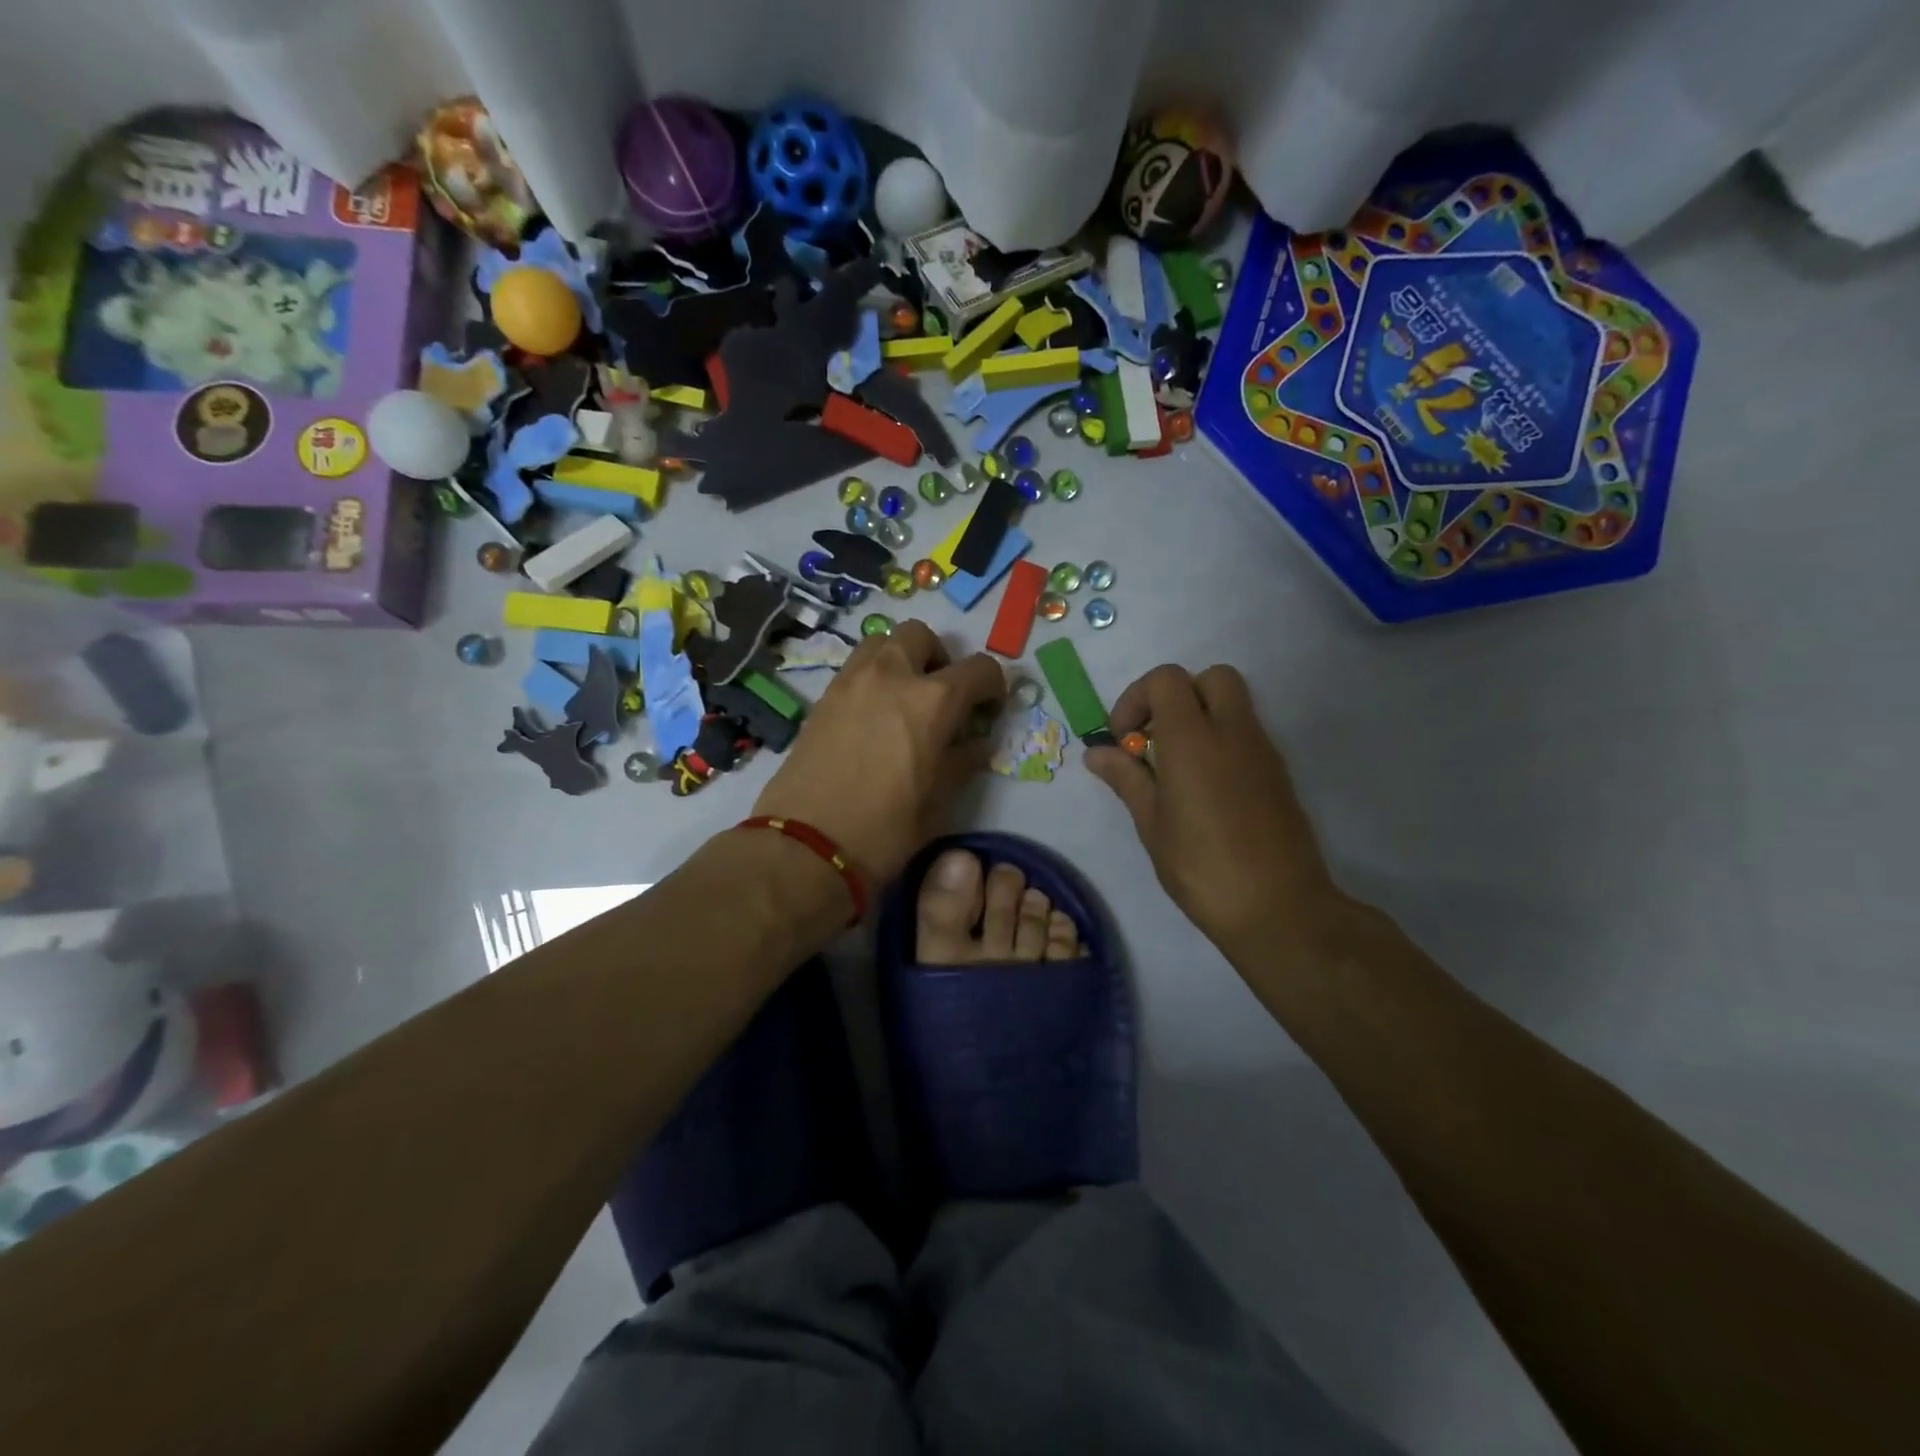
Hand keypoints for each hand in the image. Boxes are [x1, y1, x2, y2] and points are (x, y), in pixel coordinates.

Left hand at [753, 620, 1004, 883]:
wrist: (806, 844)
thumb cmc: (885, 828)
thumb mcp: (940, 800)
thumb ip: (963, 760)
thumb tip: (976, 741)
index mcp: (933, 699)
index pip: (979, 668)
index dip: (992, 687)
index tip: (988, 711)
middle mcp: (892, 674)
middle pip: (922, 636)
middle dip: (940, 658)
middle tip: (942, 697)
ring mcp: (852, 680)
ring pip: (883, 642)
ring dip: (902, 659)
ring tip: (904, 700)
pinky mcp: (823, 696)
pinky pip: (856, 667)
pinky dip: (874, 676)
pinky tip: (874, 717)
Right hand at [1086, 664, 1346, 957]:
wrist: (1279, 908)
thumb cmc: (1202, 868)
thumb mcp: (1152, 824)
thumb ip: (1127, 778)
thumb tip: (1097, 752)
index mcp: (1194, 740)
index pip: (1167, 679)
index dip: (1137, 698)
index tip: (1124, 739)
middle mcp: (1233, 732)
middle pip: (1211, 677)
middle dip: (1177, 696)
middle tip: (1156, 738)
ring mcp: (1263, 751)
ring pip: (1233, 704)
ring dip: (1201, 718)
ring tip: (1176, 768)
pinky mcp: (1278, 773)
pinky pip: (1247, 734)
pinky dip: (1221, 742)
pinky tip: (1204, 790)